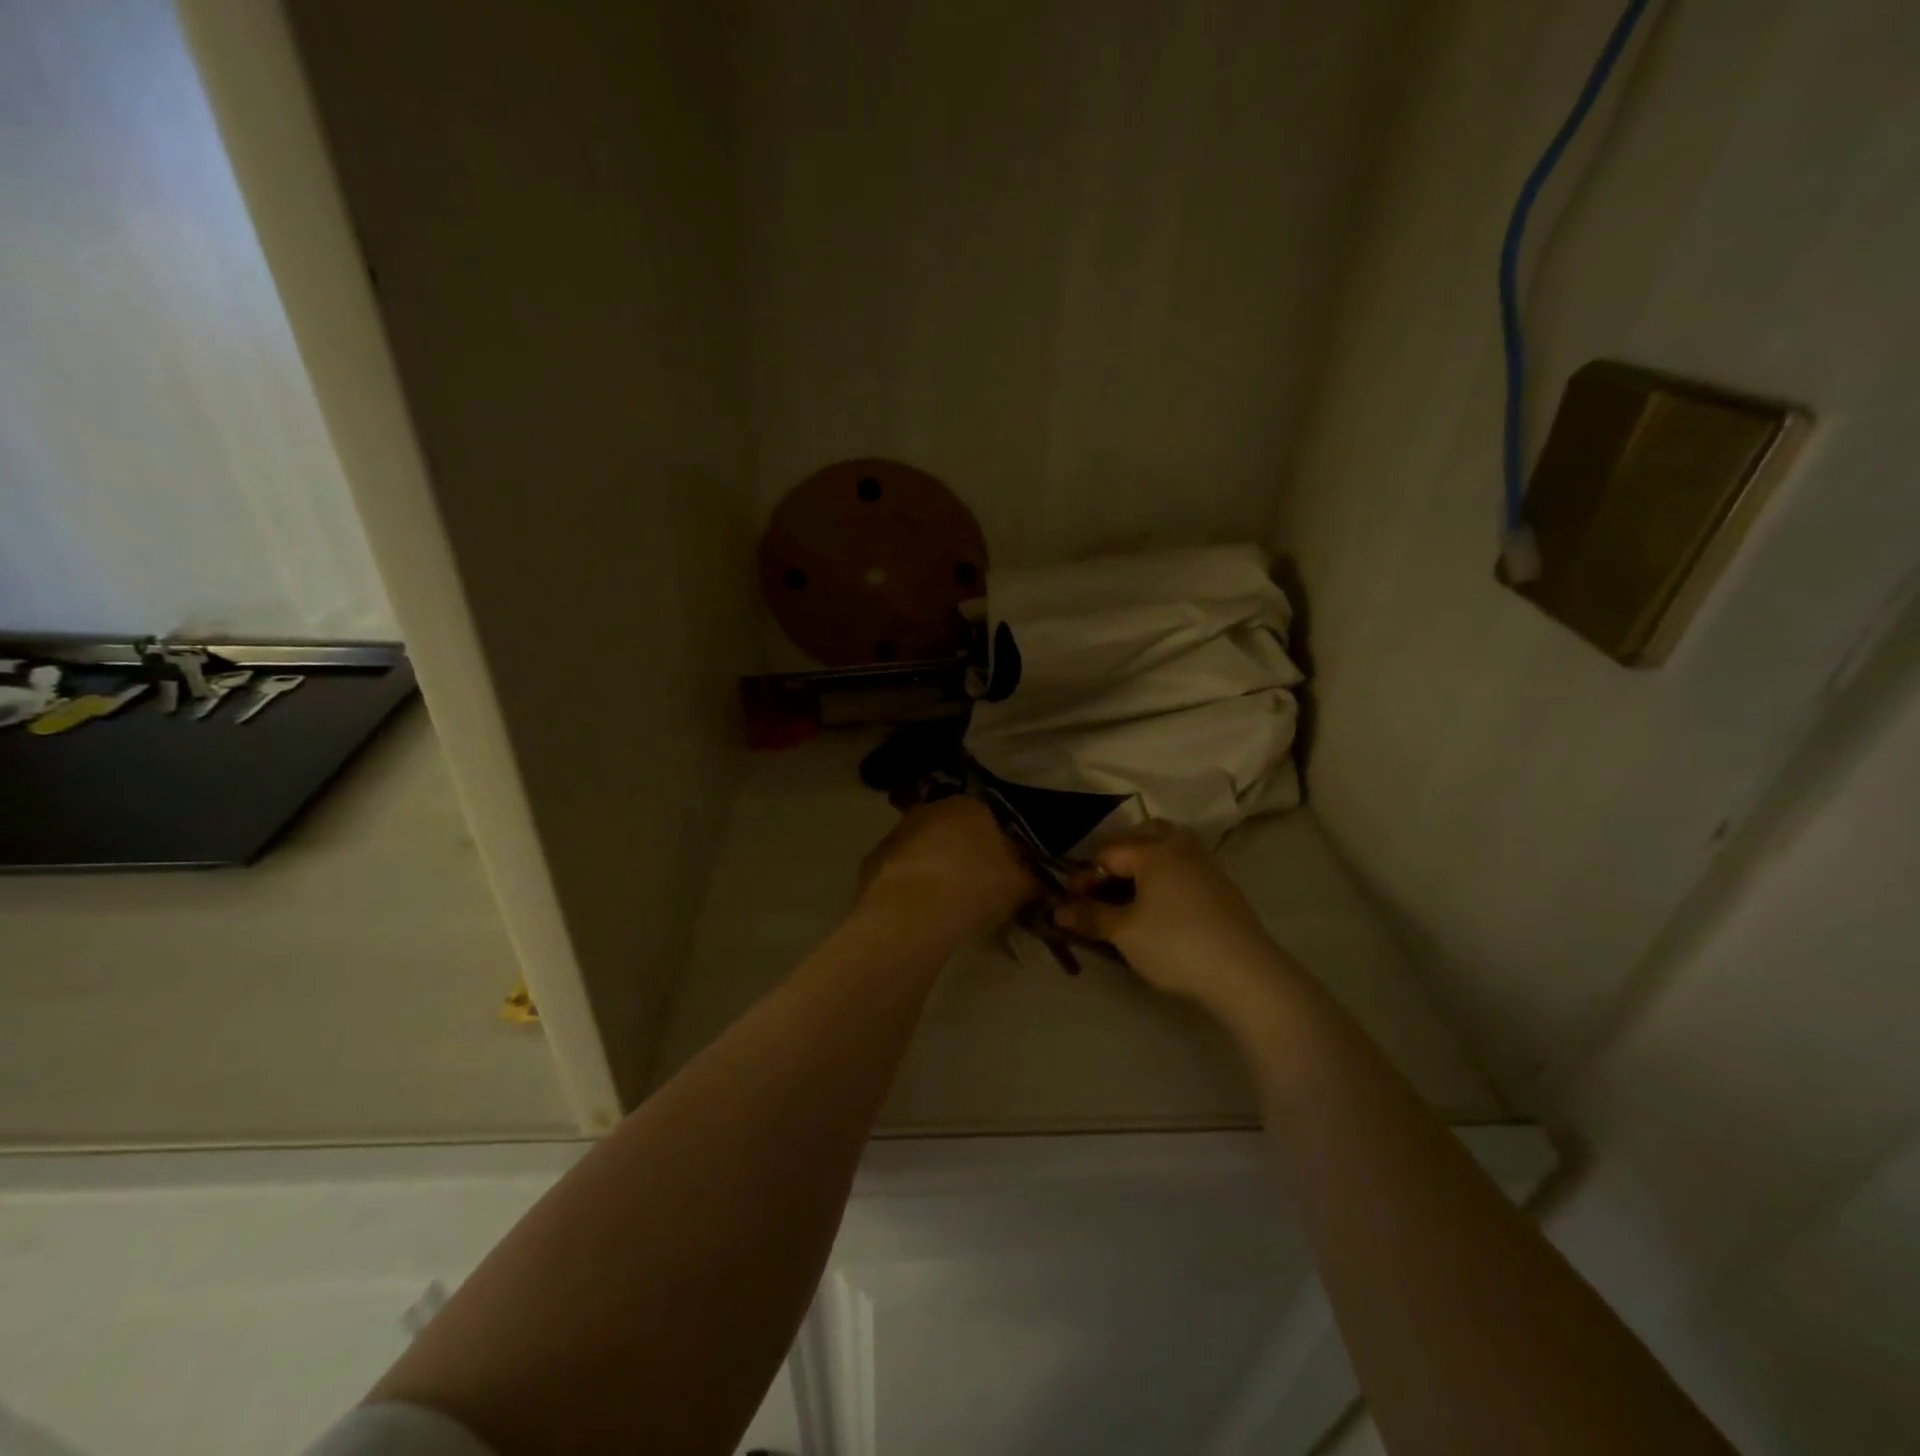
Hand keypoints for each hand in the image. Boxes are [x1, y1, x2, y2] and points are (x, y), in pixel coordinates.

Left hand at [856, 797, 1037, 940]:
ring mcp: (898, 832)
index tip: (1002, 870)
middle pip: (952, 829)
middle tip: (975, 885)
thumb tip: (1036, 876)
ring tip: (945, 901)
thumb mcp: (1020, 884)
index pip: (988, 818)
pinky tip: (919, 910)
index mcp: (970, 805)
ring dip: (933, 866)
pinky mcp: (873, 859)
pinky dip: (909, 884)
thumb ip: (1030, 875)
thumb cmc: (975, 887)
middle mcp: (931, 808)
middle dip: (961, 852)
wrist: (913, 912)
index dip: (996, 845)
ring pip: (923, 847)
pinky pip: (900, 870)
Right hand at [1052, 821, 1287, 1010]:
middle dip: (1118, 853)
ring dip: (1145, 859)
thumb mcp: (1125, 933)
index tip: (1071, 902)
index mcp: (1154, 851)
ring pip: (1169, 845)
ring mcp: (1205, 864)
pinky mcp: (1221, 886)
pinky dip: (1165, 872)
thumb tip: (1057, 911)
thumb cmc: (1176, 946)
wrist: (1245, 974)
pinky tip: (1159, 902)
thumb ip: (1091, 917)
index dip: (1085, 876)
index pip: (1109, 853)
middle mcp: (1180, 847)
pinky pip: (1184, 864)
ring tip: (1129, 890)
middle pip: (1143, 834)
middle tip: (1102, 882)